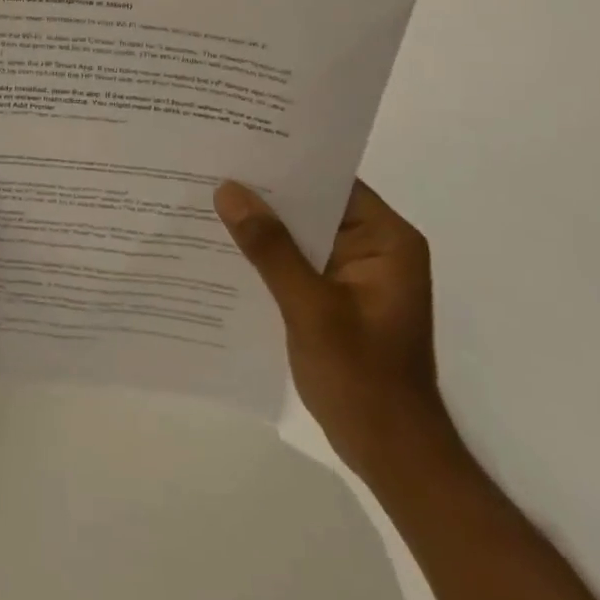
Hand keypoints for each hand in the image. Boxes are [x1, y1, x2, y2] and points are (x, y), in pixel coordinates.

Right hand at [215, 179, 452, 476]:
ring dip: (262, 221)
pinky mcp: (336, 295)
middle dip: (265, 190)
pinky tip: (224, 245)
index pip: (332, 180)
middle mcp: (375, 246)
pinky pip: (296, 258)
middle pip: (313, 202)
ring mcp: (355, 272)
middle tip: (210, 163)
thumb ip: (271, 248)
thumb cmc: (362, 380)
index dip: (285, 160)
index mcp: (386, 240)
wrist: (393, 457)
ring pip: (301, 231)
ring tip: (206, 195)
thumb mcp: (312, 309)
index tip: (236, 142)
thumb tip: (228, 190)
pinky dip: (266, 252)